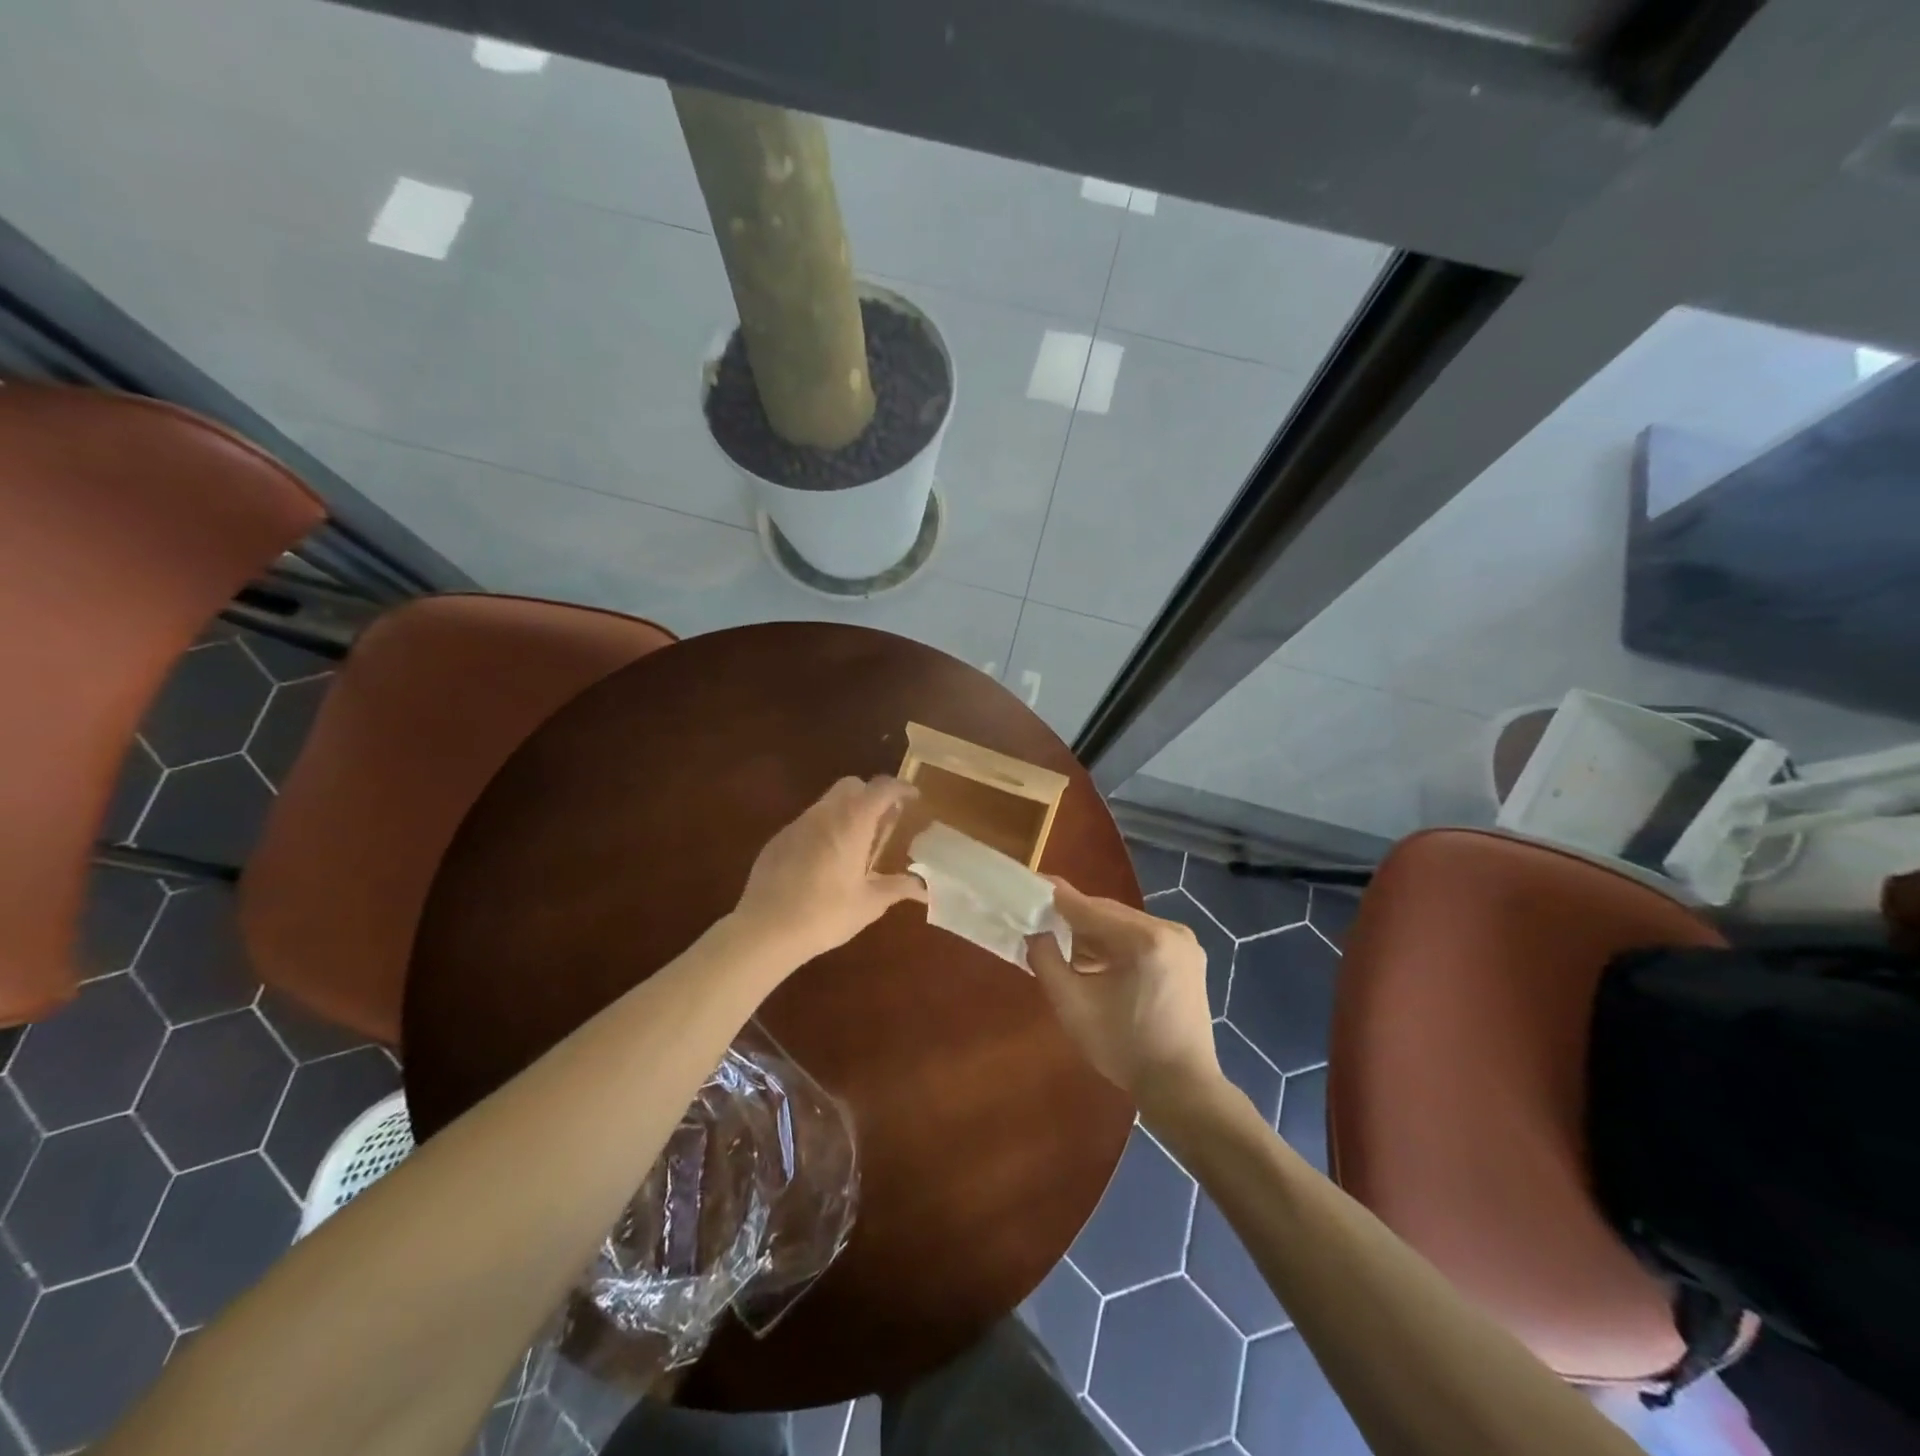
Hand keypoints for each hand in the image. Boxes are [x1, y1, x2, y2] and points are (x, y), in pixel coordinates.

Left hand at [733, 777, 925, 966]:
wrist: (766, 929)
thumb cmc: (825, 914)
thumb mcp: (869, 904)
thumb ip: (898, 888)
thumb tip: (924, 887)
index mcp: (852, 823)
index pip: (881, 788)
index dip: (900, 788)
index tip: (913, 798)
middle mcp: (825, 814)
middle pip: (851, 785)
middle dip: (870, 795)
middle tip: (884, 821)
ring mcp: (798, 824)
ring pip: (827, 802)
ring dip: (846, 812)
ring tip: (856, 844)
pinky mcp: (778, 839)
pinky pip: (808, 823)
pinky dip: (823, 829)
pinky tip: (825, 861)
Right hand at [1028, 882, 1221, 1112]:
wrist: (1183, 1089)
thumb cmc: (1125, 1048)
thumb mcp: (1073, 1005)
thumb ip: (1046, 960)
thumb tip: (1033, 930)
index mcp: (1145, 939)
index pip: (1088, 907)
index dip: (1055, 897)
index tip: (1028, 885)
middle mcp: (1169, 929)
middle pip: (1108, 913)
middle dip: (1073, 919)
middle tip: (1040, 922)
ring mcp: (1184, 942)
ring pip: (1124, 925)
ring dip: (1094, 933)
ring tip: (1063, 945)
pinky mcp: (1187, 957)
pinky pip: (1141, 938)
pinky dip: (1115, 945)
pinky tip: (1095, 961)